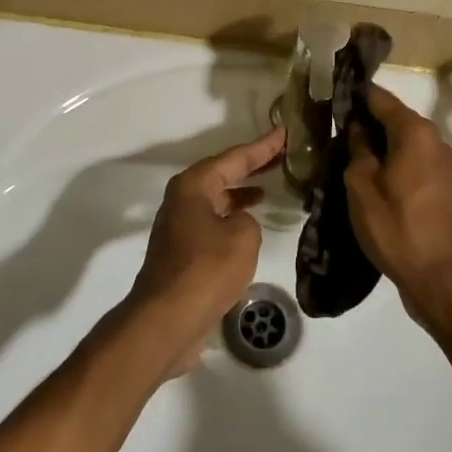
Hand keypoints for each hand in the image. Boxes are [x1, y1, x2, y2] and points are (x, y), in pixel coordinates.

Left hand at [128, 125, 283, 375]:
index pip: (235, 158)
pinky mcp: (182, 253)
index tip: (284, 131)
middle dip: (251, 166)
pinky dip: (232, 218)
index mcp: (194, 186)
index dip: (262, 147)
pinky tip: (249, 226)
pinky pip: (213, 223)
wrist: (168, 320)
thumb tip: (238, 223)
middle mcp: (182, 200)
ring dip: (240, 193)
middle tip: (280, 155)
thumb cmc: (206, 269)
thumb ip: (248, 220)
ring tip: (268, 187)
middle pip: (222, 174)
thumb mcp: (243, 236)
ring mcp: (179, 227)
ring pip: (216, 200)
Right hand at [344, 87, 451, 331]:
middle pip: (398, 120)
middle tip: (338, 134)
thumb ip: (358, 149)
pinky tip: (379, 181)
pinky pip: (420, 163)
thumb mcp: (361, 187)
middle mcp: (437, 140)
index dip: (356, 97)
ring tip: (355, 159)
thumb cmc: (396, 228)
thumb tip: (358, 128)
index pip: (381, 99)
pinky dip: (399, 164)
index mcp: (415, 132)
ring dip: (385, 146)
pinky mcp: (451, 188)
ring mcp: (448, 165)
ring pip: (409, 143)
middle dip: (369, 123)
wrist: (442, 279)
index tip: (333, 100)